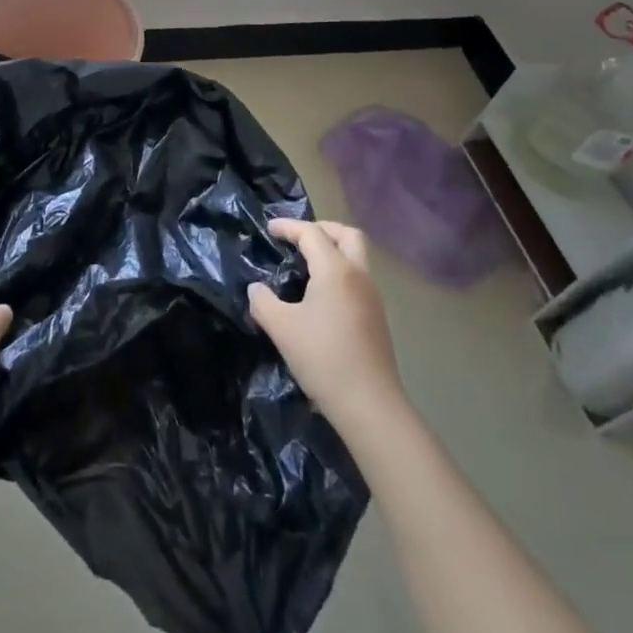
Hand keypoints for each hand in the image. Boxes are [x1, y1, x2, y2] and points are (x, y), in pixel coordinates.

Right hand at [249, 220, 406, 433]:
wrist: (369, 405)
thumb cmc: (323, 358)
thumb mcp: (281, 328)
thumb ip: (262, 301)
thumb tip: (256, 289)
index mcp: (335, 270)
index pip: (312, 233)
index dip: (288, 227)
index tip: (269, 229)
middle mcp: (358, 275)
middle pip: (346, 234)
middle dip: (321, 229)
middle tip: (297, 239)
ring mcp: (372, 296)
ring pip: (355, 256)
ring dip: (332, 250)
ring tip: (306, 266)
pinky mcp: (376, 317)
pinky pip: (357, 278)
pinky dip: (339, 272)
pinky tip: (321, 295)